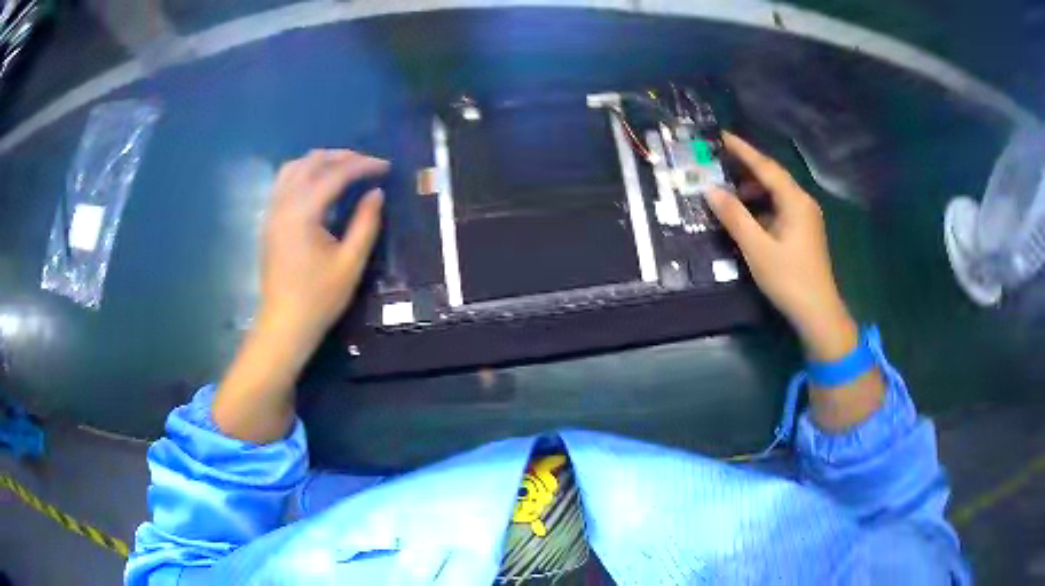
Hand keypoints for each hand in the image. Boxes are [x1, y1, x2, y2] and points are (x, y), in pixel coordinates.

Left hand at [212, 149, 387, 442]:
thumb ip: (366, 223)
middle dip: (341, 157)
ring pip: (293, 168)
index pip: (335, 174)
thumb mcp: (350, 263)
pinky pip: (284, 182)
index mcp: (303, 213)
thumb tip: (376, 193)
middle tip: (368, 164)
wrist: (284, 324)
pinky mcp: (269, 222)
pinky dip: (305, 174)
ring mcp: (272, 212)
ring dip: (320, 162)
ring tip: (344, 169)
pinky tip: (320, 186)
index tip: (386, 167)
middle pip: (311, 162)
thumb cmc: (319, 298)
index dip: (363, 165)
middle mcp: (283, 204)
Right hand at [706, 133, 857, 360]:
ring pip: (777, 193)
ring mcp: (806, 219)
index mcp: (795, 201)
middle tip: (719, 162)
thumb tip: (710, 190)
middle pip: (773, 177)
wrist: (818, 312)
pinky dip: (762, 205)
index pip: (766, 167)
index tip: (722, 136)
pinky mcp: (804, 233)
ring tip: (729, 191)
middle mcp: (803, 203)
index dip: (743, 150)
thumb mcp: (757, 248)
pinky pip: (780, 208)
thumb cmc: (789, 278)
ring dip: (754, 189)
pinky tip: (748, 216)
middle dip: (747, 168)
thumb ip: (734, 216)